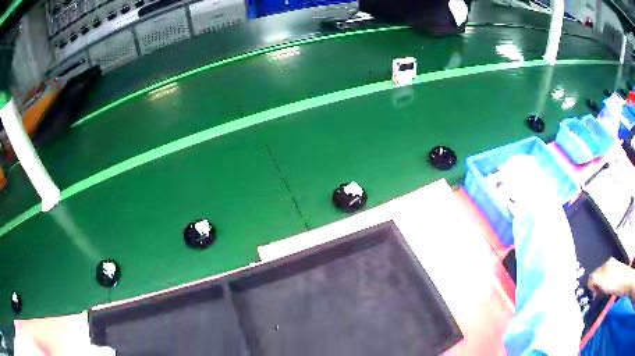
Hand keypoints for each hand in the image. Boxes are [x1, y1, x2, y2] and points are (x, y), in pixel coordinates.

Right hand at [588, 258, 634, 296]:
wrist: (623, 281)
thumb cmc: (613, 281)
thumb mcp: (602, 281)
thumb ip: (594, 279)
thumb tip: (589, 280)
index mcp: (605, 263)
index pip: (594, 273)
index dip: (591, 285)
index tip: (593, 293)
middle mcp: (610, 264)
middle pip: (599, 276)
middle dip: (597, 286)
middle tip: (598, 294)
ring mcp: (614, 269)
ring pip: (604, 280)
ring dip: (602, 288)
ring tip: (604, 293)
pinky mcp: (616, 275)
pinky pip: (608, 282)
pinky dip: (606, 288)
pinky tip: (608, 291)